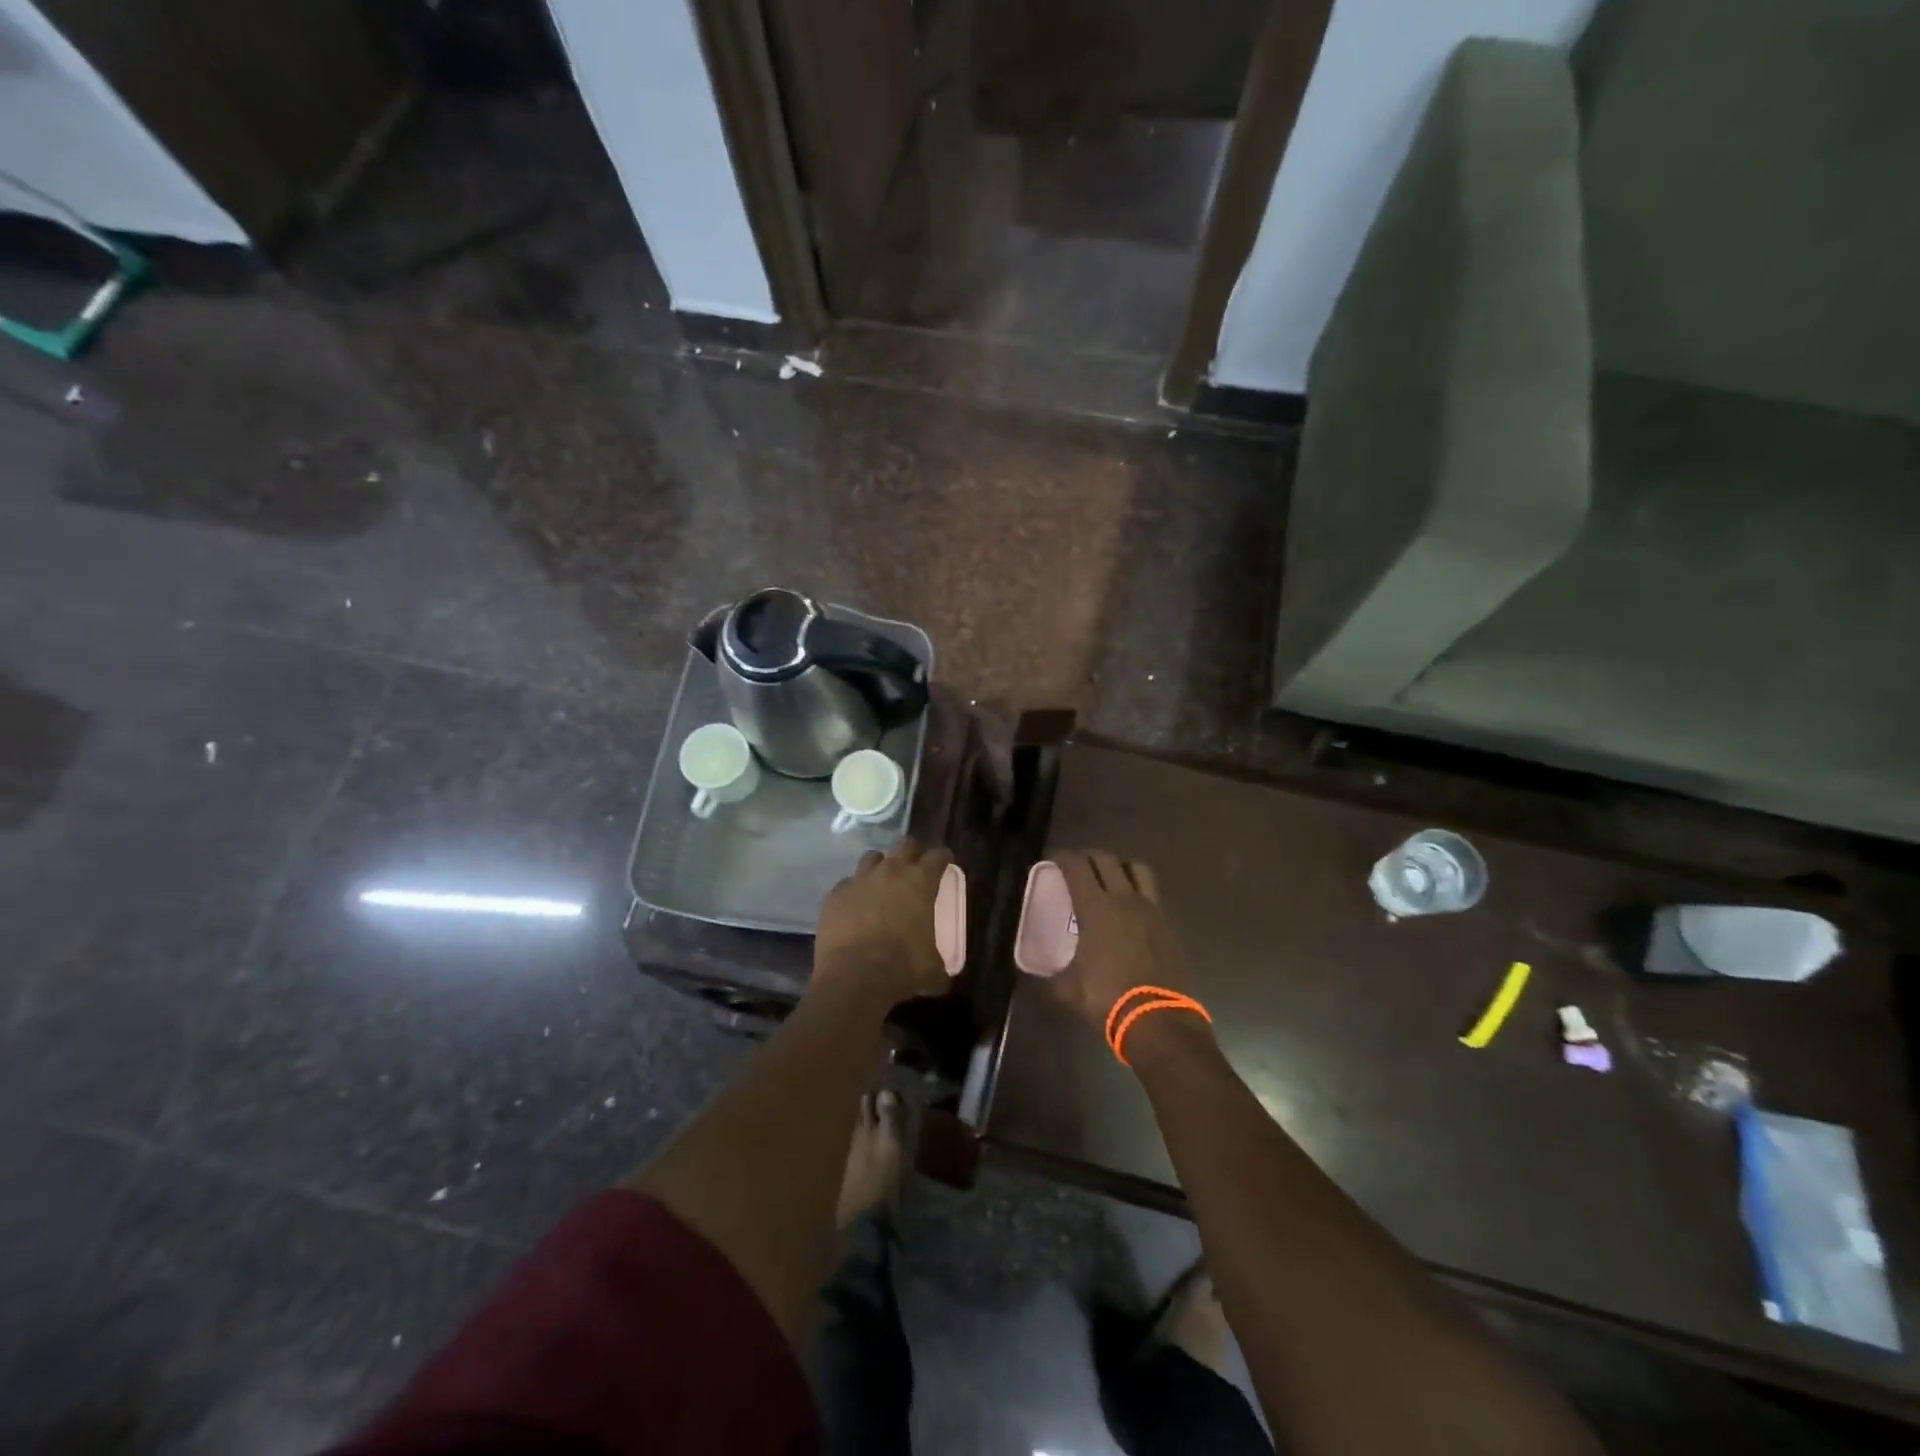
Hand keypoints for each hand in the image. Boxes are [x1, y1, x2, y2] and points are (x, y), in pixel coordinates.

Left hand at [812, 836, 952, 1010]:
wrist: (853, 977)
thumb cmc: (902, 967)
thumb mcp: (932, 968)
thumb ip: (939, 962)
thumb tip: (942, 974)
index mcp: (920, 882)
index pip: (938, 855)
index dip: (943, 857)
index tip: (944, 863)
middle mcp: (891, 871)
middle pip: (904, 843)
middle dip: (911, 851)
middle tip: (914, 867)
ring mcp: (860, 879)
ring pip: (872, 858)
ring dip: (880, 867)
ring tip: (881, 883)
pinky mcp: (835, 894)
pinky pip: (847, 883)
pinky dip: (854, 891)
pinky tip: (854, 907)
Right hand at [1048, 850, 1195, 1032]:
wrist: (1158, 1020)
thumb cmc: (1107, 998)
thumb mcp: (1068, 989)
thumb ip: (1056, 974)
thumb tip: (1048, 973)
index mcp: (1095, 908)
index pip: (1077, 867)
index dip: (1063, 858)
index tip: (1054, 861)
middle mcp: (1124, 899)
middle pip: (1107, 860)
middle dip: (1090, 857)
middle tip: (1079, 866)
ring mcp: (1151, 910)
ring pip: (1138, 869)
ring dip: (1121, 867)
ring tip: (1111, 878)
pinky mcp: (1168, 925)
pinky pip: (1153, 894)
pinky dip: (1139, 891)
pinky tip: (1131, 908)